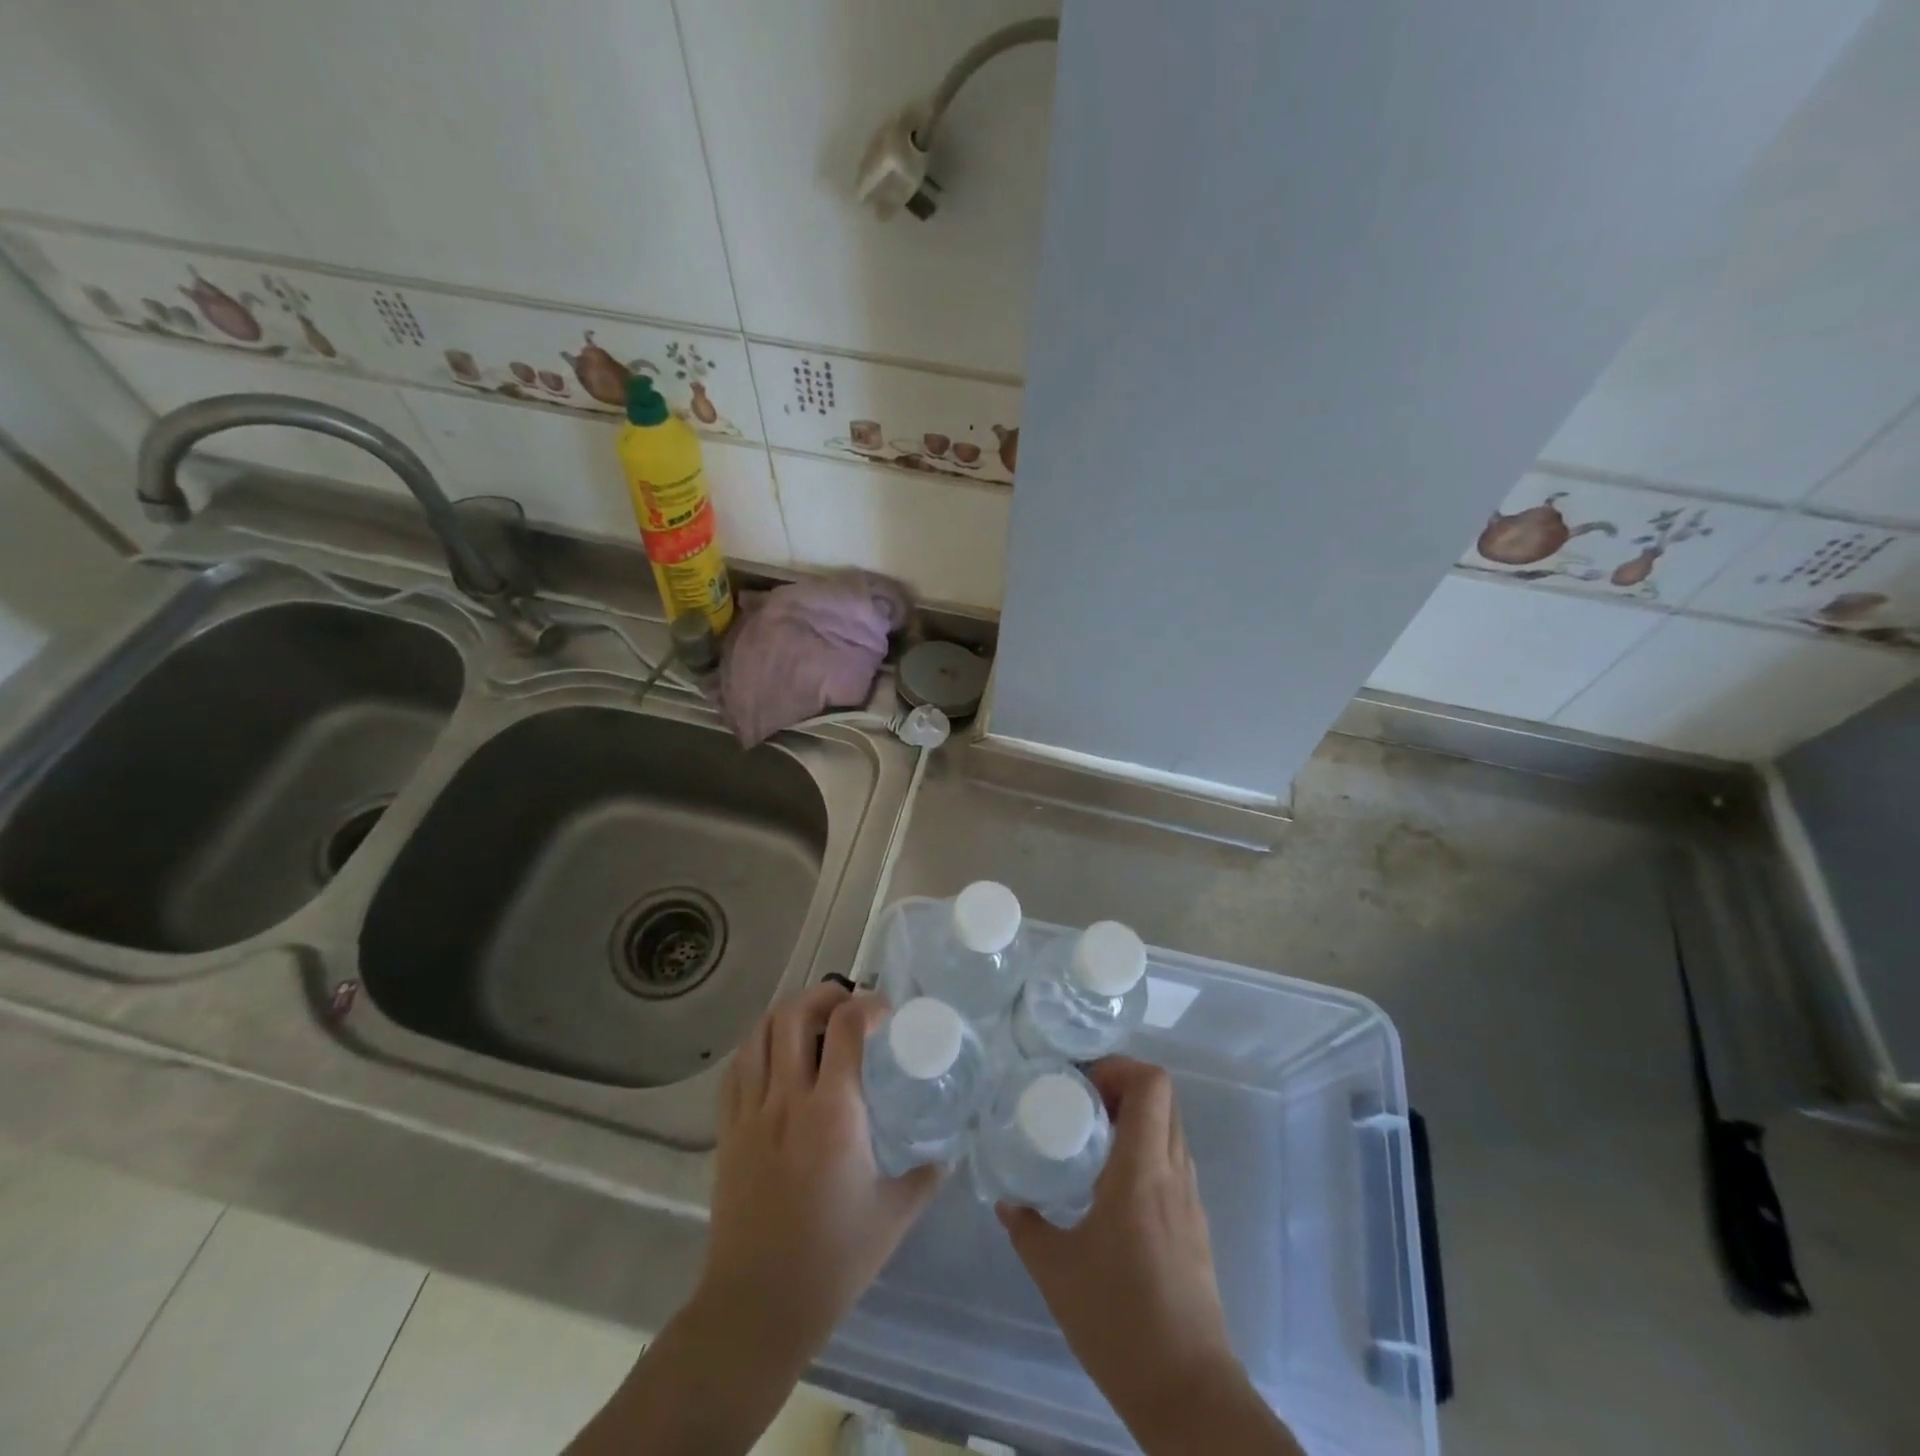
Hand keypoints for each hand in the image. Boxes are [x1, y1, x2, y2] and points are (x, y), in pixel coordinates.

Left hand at [569, 985, 941, 1455]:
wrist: (757, 1306)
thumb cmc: (833, 1259)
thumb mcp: (894, 1215)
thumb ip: (926, 1176)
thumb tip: (948, 1154)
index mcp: (834, 1111)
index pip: (847, 1026)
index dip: (868, 1004)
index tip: (886, 1011)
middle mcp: (788, 1098)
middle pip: (794, 1014)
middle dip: (822, 994)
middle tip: (845, 1001)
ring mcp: (751, 1112)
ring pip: (760, 1034)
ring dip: (788, 1013)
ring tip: (811, 1020)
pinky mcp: (728, 1132)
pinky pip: (736, 1068)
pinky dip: (756, 1047)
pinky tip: (773, 1056)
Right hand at [998, 1058, 1300, 1454]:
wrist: (1188, 1392)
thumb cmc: (1119, 1323)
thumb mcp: (1057, 1272)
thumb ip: (1027, 1228)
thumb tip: (1007, 1202)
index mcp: (1142, 1171)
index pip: (1152, 1085)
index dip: (1120, 1068)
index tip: (1082, 1082)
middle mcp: (1173, 1173)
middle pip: (1164, 1097)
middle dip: (1123, 1085)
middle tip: (1080, 1101)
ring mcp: (1190, 1199)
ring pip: (1171, 1127)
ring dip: (1136, 1116)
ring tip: (1091, 1134)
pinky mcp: (1195, 1224)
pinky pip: (1173, 1159)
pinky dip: (1146, 1148)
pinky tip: (1112, 1182)